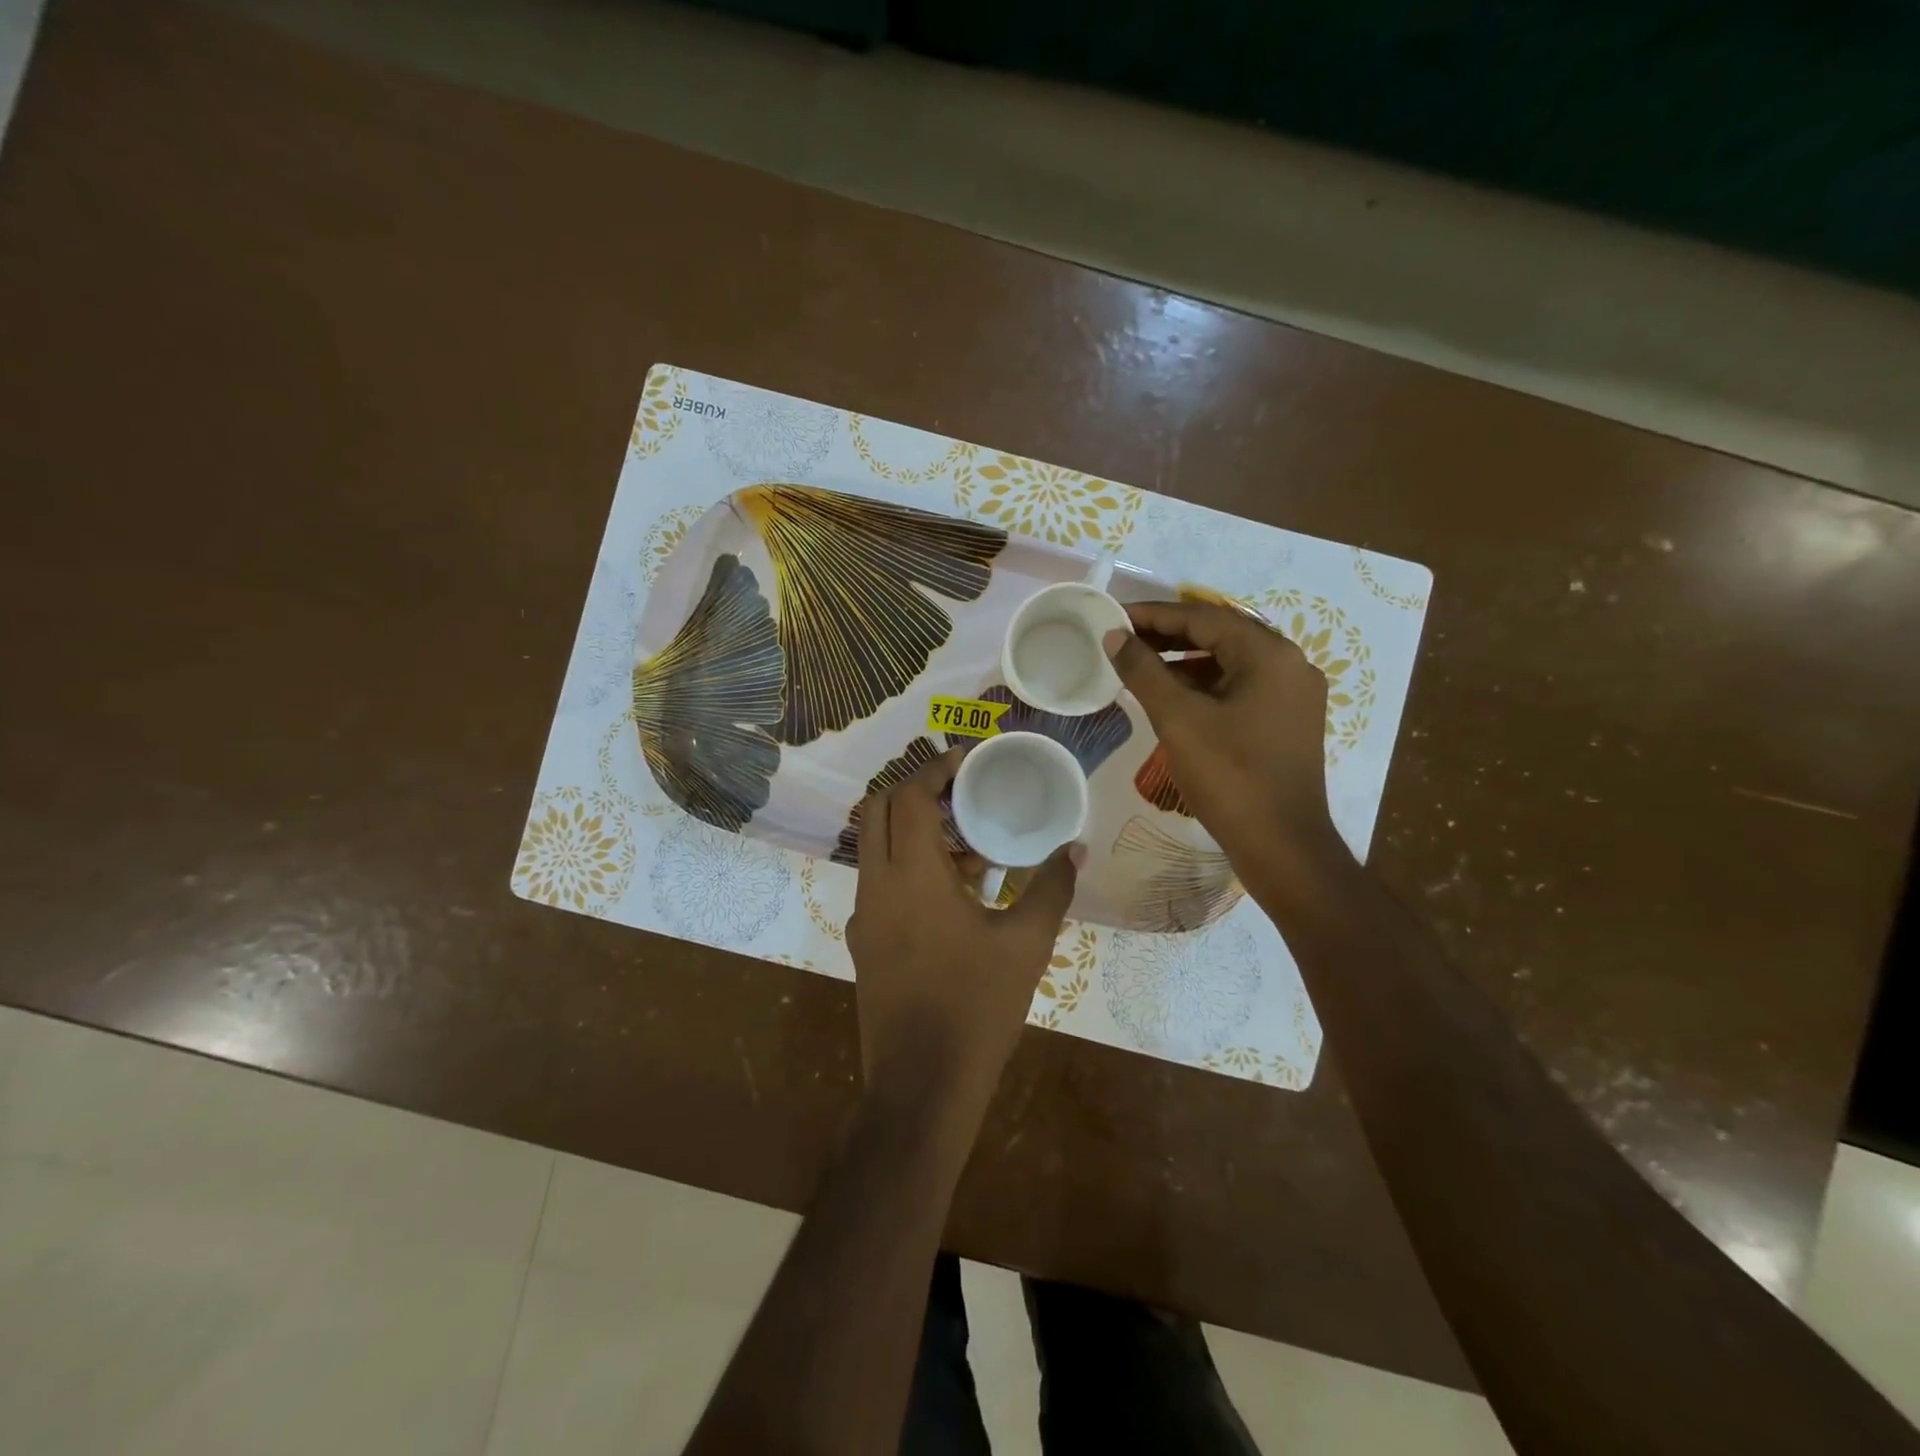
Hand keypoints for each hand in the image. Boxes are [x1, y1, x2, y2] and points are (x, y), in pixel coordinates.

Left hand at [846, 747, 1079, 1114]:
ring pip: (876, 849)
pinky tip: (954, 897)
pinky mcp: (864, 944)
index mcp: (910, 875)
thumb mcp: (1026, 944)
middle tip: (959, 794)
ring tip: (969, 847)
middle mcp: (876, 886)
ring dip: (912, 833)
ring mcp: (864, 917)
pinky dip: (908, 868)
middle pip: (877, 812)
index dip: (933, 769)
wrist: (922, 1087)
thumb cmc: (976, 1007)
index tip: (963, 759)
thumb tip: (1075, 849)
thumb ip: (1050, 888)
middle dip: (913, 792)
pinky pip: (880, 885)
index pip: (906, 797)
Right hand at [1104, 599, 1349, 884]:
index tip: (1115, 616)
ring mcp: (1293, 694)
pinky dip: (1205, 685)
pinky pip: (1241, 687)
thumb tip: (1115, 636)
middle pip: (1220, 635)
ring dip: (1185, 661)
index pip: (1203, 618)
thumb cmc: (1230, 776)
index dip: (1154, 615)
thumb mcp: (1178, 719)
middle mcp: (1289, 664)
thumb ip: (1143, 671)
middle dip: (1169, 635)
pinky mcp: (1289, 721)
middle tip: (1123, 639)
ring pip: (1230, 663)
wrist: (1282, 846)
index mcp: (1269, 654)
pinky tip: (1173, 697)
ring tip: (1140, 666)